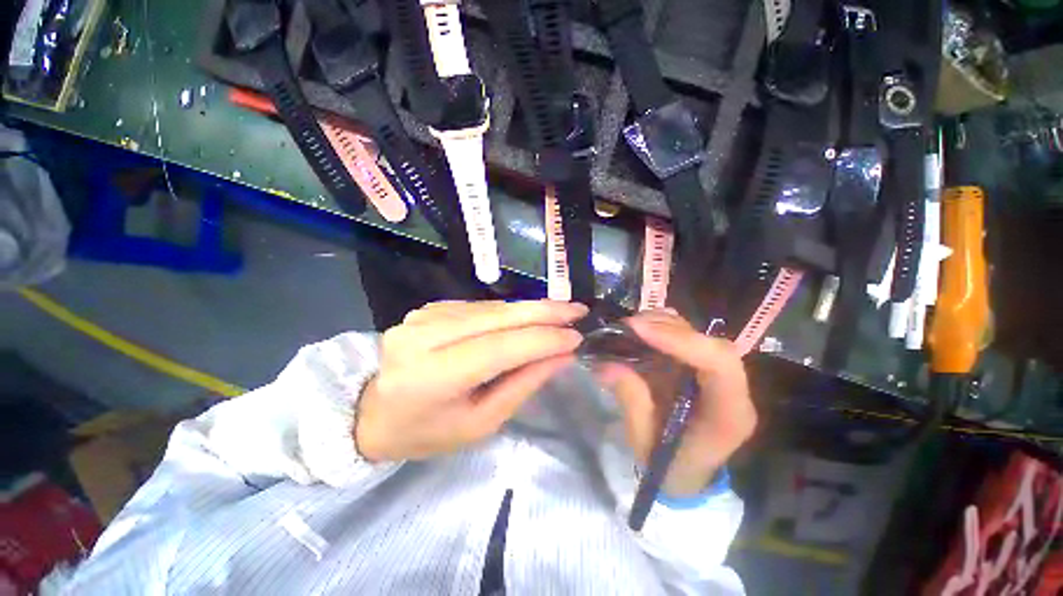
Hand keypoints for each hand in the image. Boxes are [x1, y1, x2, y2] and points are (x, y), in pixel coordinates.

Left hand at [356, 300, 587, 461]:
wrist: (374, 413)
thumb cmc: (428, 432)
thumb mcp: (480, 423)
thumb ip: (522, 385)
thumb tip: (561, 356)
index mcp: (431, 376)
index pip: (499, 348)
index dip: (541, 340)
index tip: (576, 336)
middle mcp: (423, 336)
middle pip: (496, 317)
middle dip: (543, 312)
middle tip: (578, 310)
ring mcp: (423, 316)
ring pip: (491, 307)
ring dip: (530, 309)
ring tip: (561, 312)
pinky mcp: (429, 308)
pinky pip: (480, 307)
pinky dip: (509, 311)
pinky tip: (529, 317)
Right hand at [594, 310, 756, 496]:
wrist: (685, 473)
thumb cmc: (668, 465)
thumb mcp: (644, 441)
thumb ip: (630, 400)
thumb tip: (605, 364)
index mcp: (728, 414)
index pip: (720, 364)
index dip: (681, 340)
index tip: (639, 330)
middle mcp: (731, 389)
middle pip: (710, 344)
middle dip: (667, 329)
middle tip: (628, 326)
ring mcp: (718, 375)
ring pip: (699, 335)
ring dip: (663, 325)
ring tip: (631, 327)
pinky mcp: (701, 367)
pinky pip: (687, 338)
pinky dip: (663, 328)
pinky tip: (641, 331)